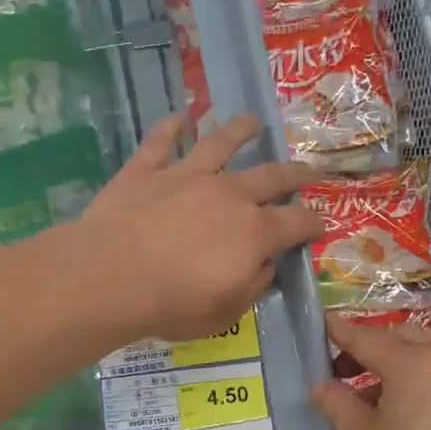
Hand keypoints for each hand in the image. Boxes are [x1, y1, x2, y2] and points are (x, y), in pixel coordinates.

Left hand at [73, 115, 324, 342]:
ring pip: (220, 144)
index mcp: (254, 232)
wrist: (110, 278)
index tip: (320, 224)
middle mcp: (227, 194)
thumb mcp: (226, 312)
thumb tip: (266, 267)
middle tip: (307, 170)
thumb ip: (252, 287)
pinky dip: (171, 126)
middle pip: (270, 176)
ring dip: (239, 131)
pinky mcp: (146, 171)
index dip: (312, 223)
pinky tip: (179, 116)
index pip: (296, 223)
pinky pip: (160, 141)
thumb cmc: (172, 305)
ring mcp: (185, 176)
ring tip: (252, 122)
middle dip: (293, 174)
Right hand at [312, 314, 430, 429]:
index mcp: (411, 362)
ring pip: (420, 355)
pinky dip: (414, 378)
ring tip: (364, 395)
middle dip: (367, 347)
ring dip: (391, 364)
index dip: (339, 331)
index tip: (320, 324)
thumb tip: (321, 386)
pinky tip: (397, 408)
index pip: (366, 337)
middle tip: (339, 370)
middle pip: (397, 338)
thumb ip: (337, 404)